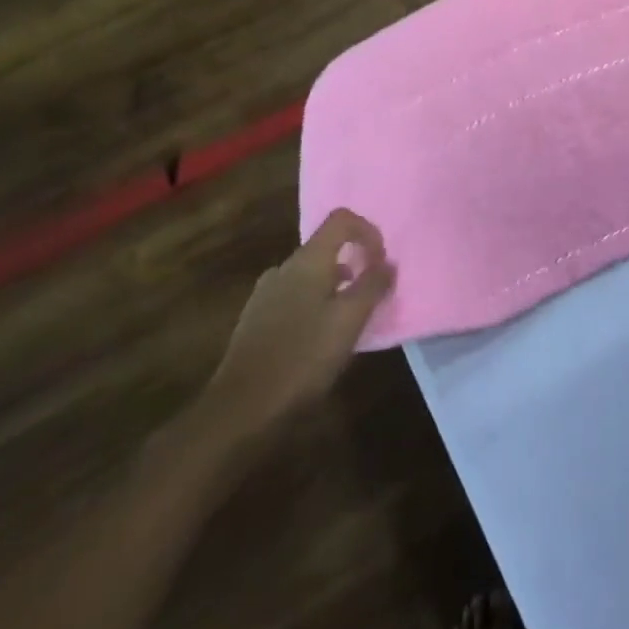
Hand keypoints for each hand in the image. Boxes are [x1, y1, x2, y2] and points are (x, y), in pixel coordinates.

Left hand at [200, 209, 395, 441]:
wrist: (240, 410)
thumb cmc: (303, 357)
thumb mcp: (350, 320)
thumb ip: (373, 285)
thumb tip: (388, 263)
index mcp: (307, 261)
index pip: (342, 219)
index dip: (368, 231)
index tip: (381, 262)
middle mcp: (283, 268)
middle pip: (326, 248)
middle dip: (354, 265)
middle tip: (370, 297)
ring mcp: (265, 294)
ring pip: (310, 276)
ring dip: (335, 288)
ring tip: (348, 323)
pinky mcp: (255, 320)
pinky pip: (294, 298)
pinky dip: (315, 306)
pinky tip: (318, 341)